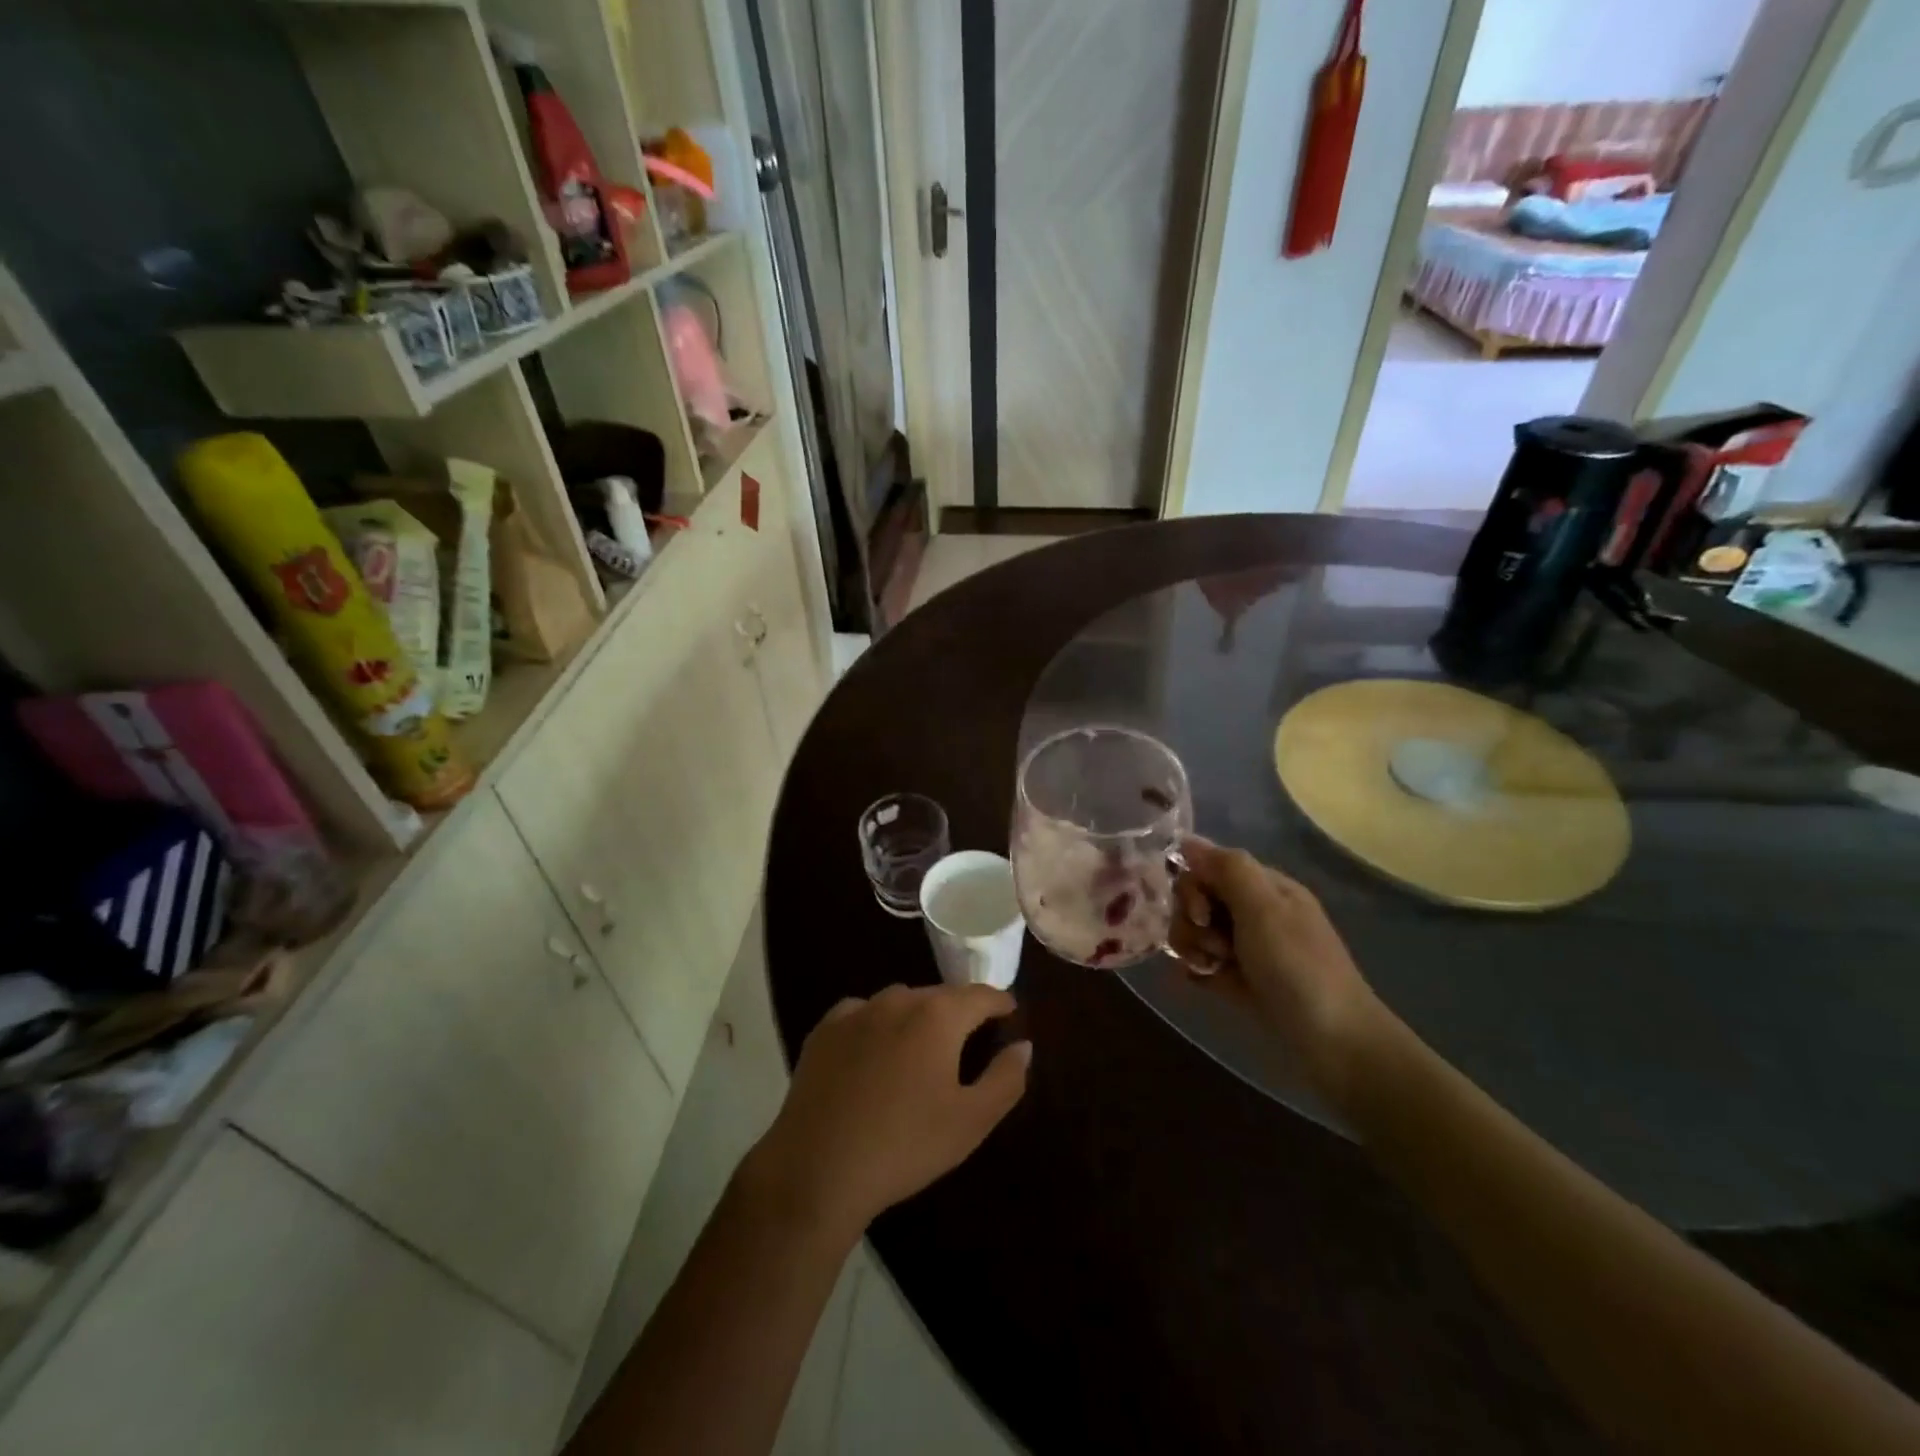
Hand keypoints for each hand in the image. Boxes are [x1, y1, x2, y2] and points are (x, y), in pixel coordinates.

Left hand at [742, 984, 1029, 1241]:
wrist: (817, 1168)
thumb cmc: (905, 1145)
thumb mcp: (971, 1121)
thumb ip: (1005, 1078)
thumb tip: (1024, 1045)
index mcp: (938, 1016)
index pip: (980, 995)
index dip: (1000, 1002)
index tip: (1010, 1012)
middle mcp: (898, 999)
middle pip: (940, 996)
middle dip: (958, 1012)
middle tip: (968, 1040)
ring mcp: (857, 1011)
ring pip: (900, 1001)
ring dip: (917, 1017)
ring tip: (920, 1049)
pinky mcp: (824, 1030)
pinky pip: (862, 1014)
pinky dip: (876, 1025)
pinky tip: (874, 1054)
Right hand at [1170, 837, 1383, 1103]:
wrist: (1336, 1045)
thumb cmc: (1298, 969)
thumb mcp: (1263, 909)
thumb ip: (1226, 869)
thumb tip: (1187, 840)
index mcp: (1266, 888)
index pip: (1210, 867)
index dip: (1194, 886)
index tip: (1201, 914)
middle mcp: (1256, 912)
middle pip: (1198, 899)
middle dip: (1192, 920)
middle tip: (1212, 947)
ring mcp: (1249, 948)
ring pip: (1197, 931)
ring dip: (1194, 947)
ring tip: (1212, 969)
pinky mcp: (1241, 981)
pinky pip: (1204, 963)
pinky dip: (1197, 970)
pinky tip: (1201, 981)